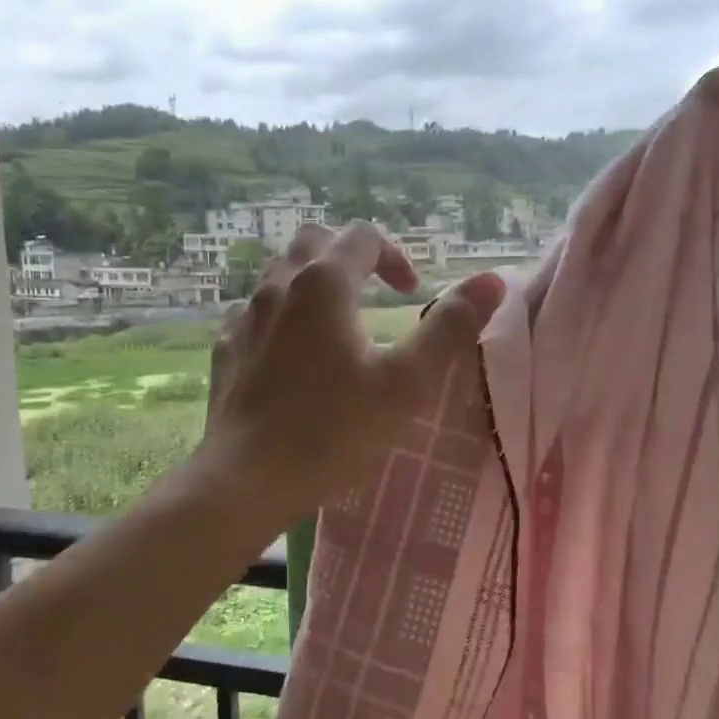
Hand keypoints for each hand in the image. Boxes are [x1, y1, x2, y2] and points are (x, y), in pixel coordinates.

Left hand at [201, 223, 506, 523]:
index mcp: (324, 284)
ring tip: (335, 321)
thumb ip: (449, 328)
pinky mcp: (226, 349)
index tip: (412, 294)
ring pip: (279, 274)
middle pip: (314, 241)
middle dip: (349, 255)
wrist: (247, 480)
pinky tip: (290, 352)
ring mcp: (245, 317)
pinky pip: (254, 312)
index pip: (363, 238)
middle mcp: (279, 287)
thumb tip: (492, 280)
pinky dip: (280, 315)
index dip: (395, 257)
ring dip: (312, 282)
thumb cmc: (333, 431)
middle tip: (373, 291)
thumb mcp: (406, 383)